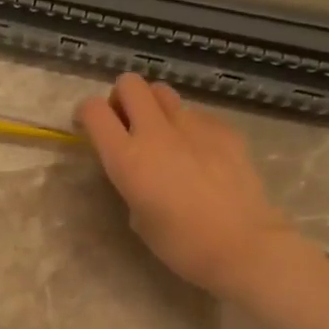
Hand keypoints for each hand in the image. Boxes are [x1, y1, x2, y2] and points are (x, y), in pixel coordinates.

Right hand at [75, 75, 301, 297]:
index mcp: (127, 158)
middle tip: (126, 123)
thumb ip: (131, 182)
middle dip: (122, 98)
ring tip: (161, 134)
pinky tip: (197, 152)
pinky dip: (187, 124)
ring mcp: (194, 125)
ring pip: (163, 91)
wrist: (242, 245)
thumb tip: (139, 168)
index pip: (94, 110)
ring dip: (153, 106)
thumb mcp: (138, 217)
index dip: (86, 112)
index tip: (88, 126)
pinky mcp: (224, 128)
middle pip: (130, 83)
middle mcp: (156, 132)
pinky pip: (195, 113)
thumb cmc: (180, 243)